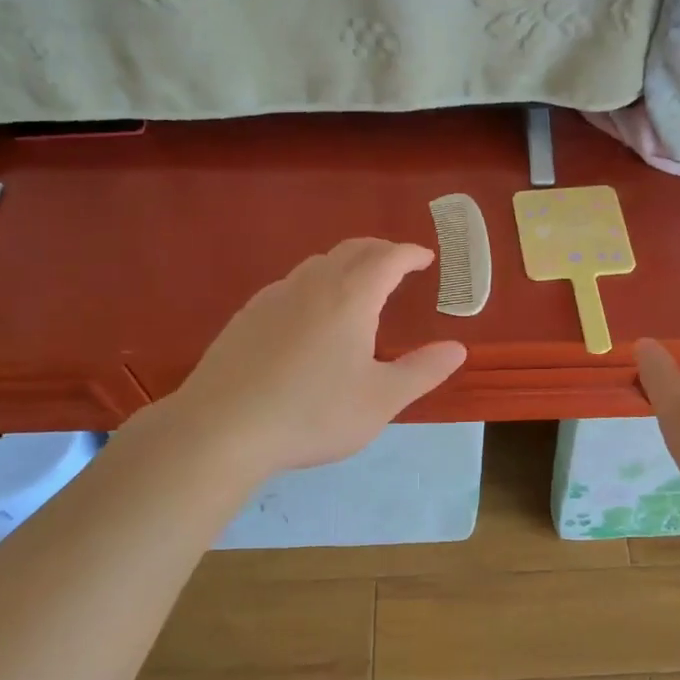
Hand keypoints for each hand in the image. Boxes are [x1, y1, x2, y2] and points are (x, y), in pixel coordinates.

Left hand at [138, 238, 466, 478]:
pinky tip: (309, 315)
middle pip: (351, 250)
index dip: (410, 253)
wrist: (221, 428)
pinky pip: (291, 285)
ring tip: (358, 285)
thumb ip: (422, 371)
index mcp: (350, 297)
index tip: (425, 257)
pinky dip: (315, 284)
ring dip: (345, 264)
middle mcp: (312, 285)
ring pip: (317, 265)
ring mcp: (274, 297)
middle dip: (380, 251)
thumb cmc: (312, 413)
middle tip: (397, 263)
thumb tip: (457, 348)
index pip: (387, 258)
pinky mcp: (246, 316)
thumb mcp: (380, 400)